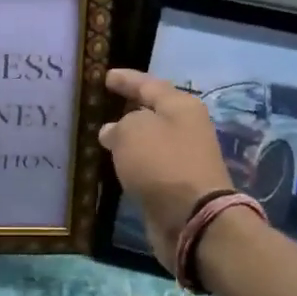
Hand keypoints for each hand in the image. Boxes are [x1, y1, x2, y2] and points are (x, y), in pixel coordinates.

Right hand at [97, 69, 236, 268]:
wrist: (194, 219)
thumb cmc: (163, 164)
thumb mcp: (132, 132)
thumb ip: (119, 126)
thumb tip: (113, 131)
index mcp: (181, 106)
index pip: (148, 84)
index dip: (126, 79)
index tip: (106, 76)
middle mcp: (186, 128)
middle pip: (153, 112)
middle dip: (129, 108)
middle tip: (103, 104)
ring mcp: (184, 158)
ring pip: (150, 141)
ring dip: (130, 138)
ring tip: (104, 135)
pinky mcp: (177, 186)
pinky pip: (149, 166)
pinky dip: (133, 162)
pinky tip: (116, 164)